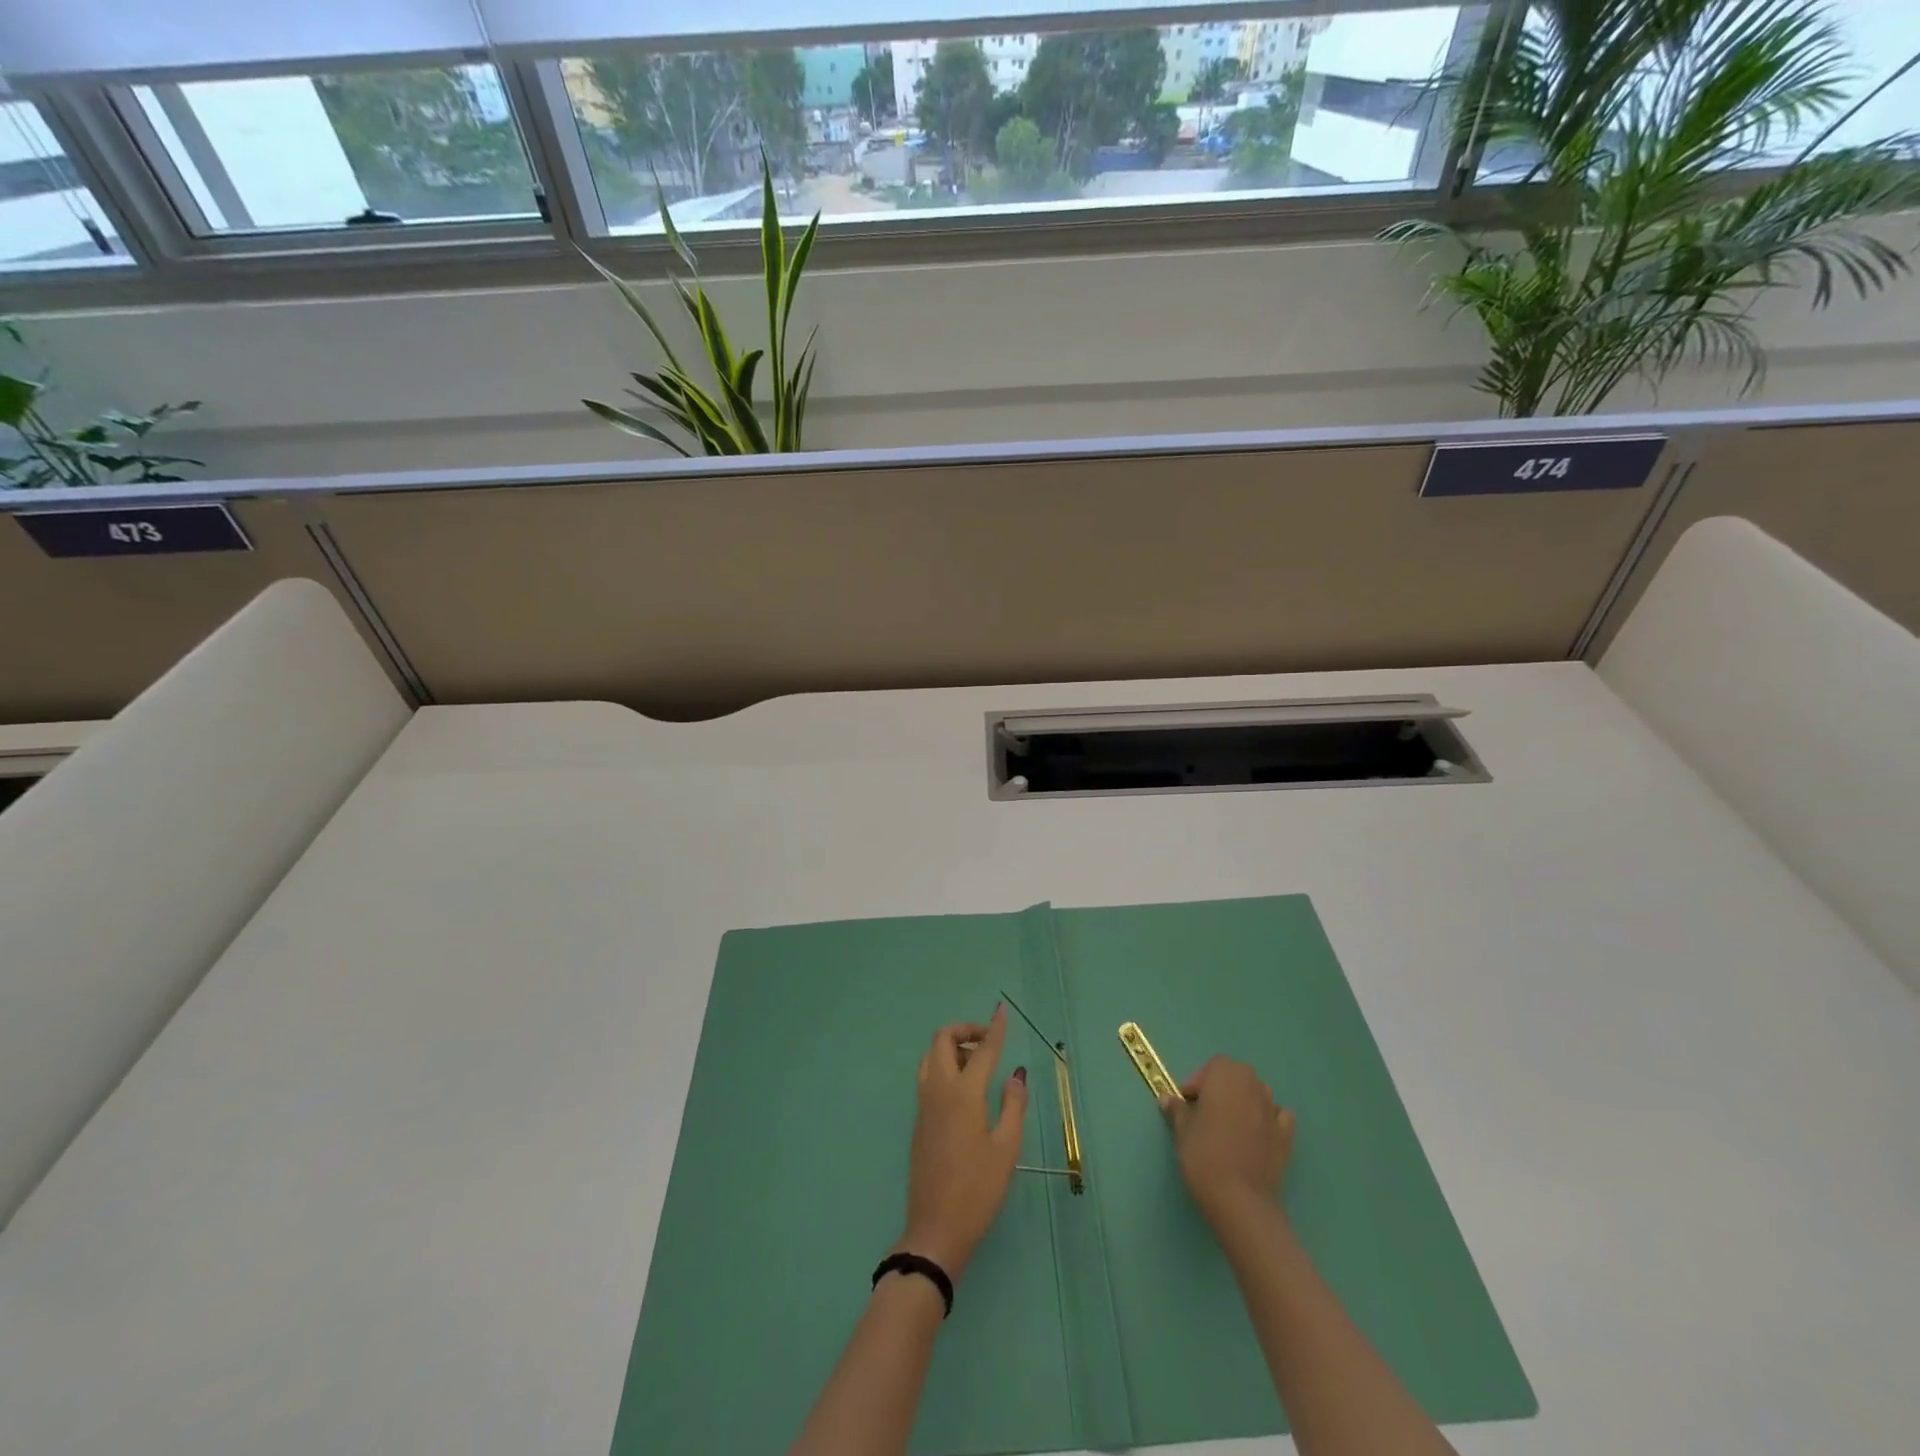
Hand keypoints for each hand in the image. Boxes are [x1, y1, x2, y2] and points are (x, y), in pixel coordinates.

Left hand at [894, 1005, 1028, 1280]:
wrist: (936, 1228)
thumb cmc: (978, 1190)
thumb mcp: (1007, 1149)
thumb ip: (1014, 1105)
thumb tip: (1017, 1073)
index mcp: (963, 1094)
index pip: (982, 1050)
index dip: (994, 1028)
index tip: (1001, 1010)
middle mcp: (939, 1090)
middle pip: (942, 1040)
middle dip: (964, 1030)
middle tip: (988, 1041)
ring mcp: (924, 1104)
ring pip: (931, 1056)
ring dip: (951, 1047)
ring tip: (978, 1063)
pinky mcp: (919, 1119)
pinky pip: (928, 1075)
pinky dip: (944, 1065)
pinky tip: (965, 1087)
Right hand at [1161, 1056, 1295, 1222]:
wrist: (1240, 1200)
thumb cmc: (1204, 1156)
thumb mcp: (1182, 1131)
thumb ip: (1177, 1110)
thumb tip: (1167, 1099)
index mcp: (1225, 1078)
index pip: (1215, 1065)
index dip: (1200, 1080)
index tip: (1189, 1101)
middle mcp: (1252, 1087)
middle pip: (1239, 1074)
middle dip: (1223, 1085)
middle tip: (1207, 1110)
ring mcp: (1272, 1111)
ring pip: (1259, 1092)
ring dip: (1246, 1099)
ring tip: (1231, 1123)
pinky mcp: (1286, 1136)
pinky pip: (1280, 1116)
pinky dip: (1270, 1118)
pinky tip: (1259, 1133)